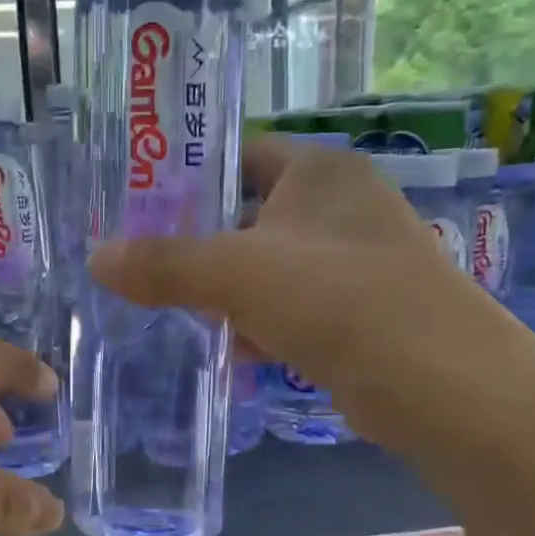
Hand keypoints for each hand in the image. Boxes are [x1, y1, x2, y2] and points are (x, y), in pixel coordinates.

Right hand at [88, 137, 495, 449]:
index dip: (194, 173)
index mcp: (321, 172)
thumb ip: (165, 264)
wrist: (437, 383)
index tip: (141, 203)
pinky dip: (262, 329)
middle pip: (251, 216)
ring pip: (269, 270)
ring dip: (228, 295)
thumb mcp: (237, 273)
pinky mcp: (359, 316)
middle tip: (146, 267)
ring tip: (178, 314)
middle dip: (201, 246)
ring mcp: (354, 264)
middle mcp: (342, 208)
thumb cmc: (335, 297)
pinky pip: (293, 312)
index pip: (244, 152)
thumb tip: (96, 258)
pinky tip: (235, 353)